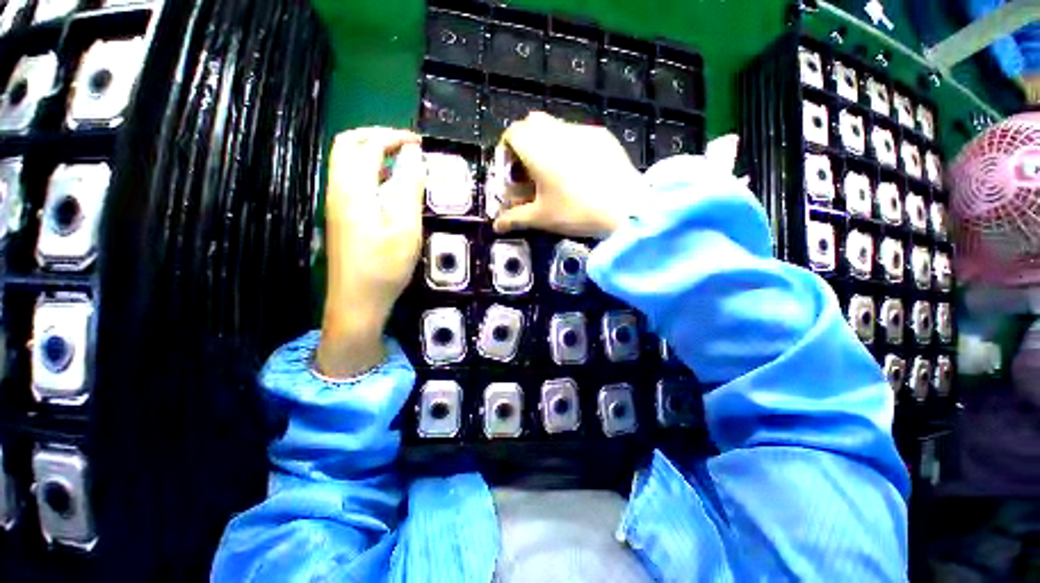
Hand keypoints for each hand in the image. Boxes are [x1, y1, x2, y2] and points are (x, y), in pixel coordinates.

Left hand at [317, 128, 425, 378]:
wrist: (357, 301)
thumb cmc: (385, 266)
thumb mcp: (405, 227)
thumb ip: (409, 187)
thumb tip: (413, 155)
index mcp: (353, 188)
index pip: (368, 145)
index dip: (393, 137)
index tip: (419, 143)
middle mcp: (338, 189)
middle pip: (348, 145)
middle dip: (377, 137)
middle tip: (406, 145)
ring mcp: (336, 203)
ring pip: (347, 162)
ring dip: (372, 153)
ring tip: (401, 162)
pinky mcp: (340, 216)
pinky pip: (351, 180)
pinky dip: (370, 171)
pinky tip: (389, 187)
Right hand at [493, 112, 647, 237]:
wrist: (625, 208)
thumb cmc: (575, 212)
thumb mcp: (541, 218)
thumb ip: (515, 219)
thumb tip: (496, 226)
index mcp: (538, 148)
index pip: (512, 133)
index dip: (506, 151)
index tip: (511, 172)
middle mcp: (557, 132)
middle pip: (532, 124)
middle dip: (525, 144)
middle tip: (530, 171)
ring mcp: (582, 130)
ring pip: (555, 127)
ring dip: (547, 144)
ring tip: (555, 174)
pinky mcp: (602, 136)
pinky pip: (577, 134)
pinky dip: (569, 146)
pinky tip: (580, 172)